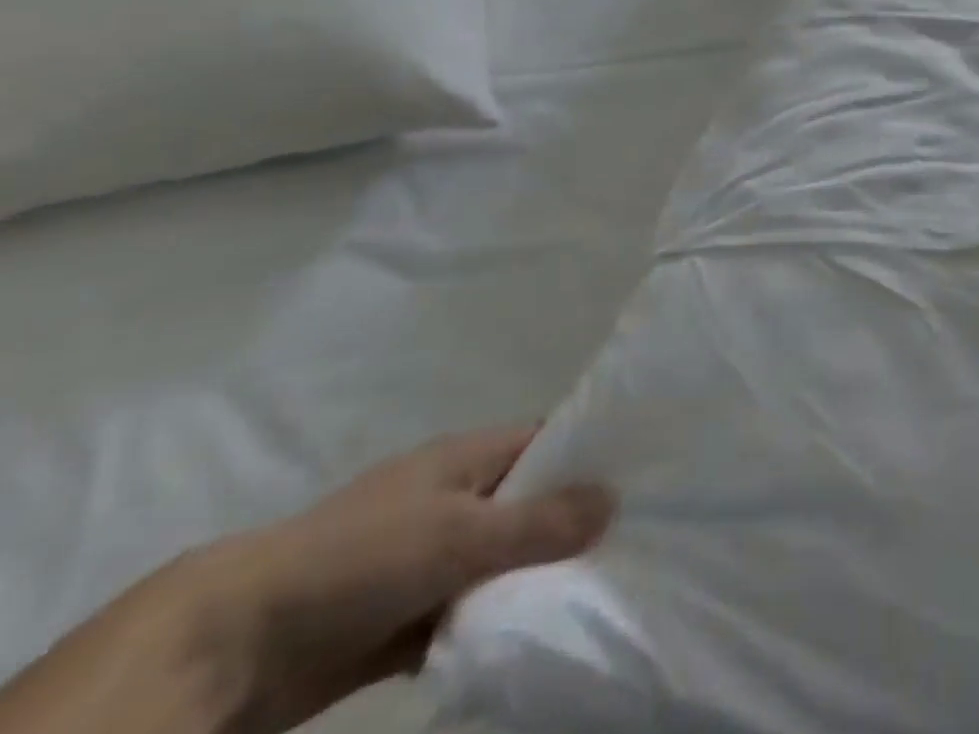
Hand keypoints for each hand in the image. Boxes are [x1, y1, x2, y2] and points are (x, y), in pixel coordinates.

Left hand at [176, 427, 610, 733]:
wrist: (228, 648)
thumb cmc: (361, 557)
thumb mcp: (461, 534)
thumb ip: (540, 521)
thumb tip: (616, 499)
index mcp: (466, 456)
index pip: (547, 440)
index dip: (591, 452)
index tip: (640, 473)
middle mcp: (452, 498)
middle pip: (529, 502)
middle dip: (571, 522)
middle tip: (630, 540)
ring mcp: (425, 558)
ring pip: (500, 560)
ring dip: (534, 577)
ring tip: (597, 586)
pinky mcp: (403, 617)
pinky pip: (468, 610)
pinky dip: (495, 619)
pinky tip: (536, 631)